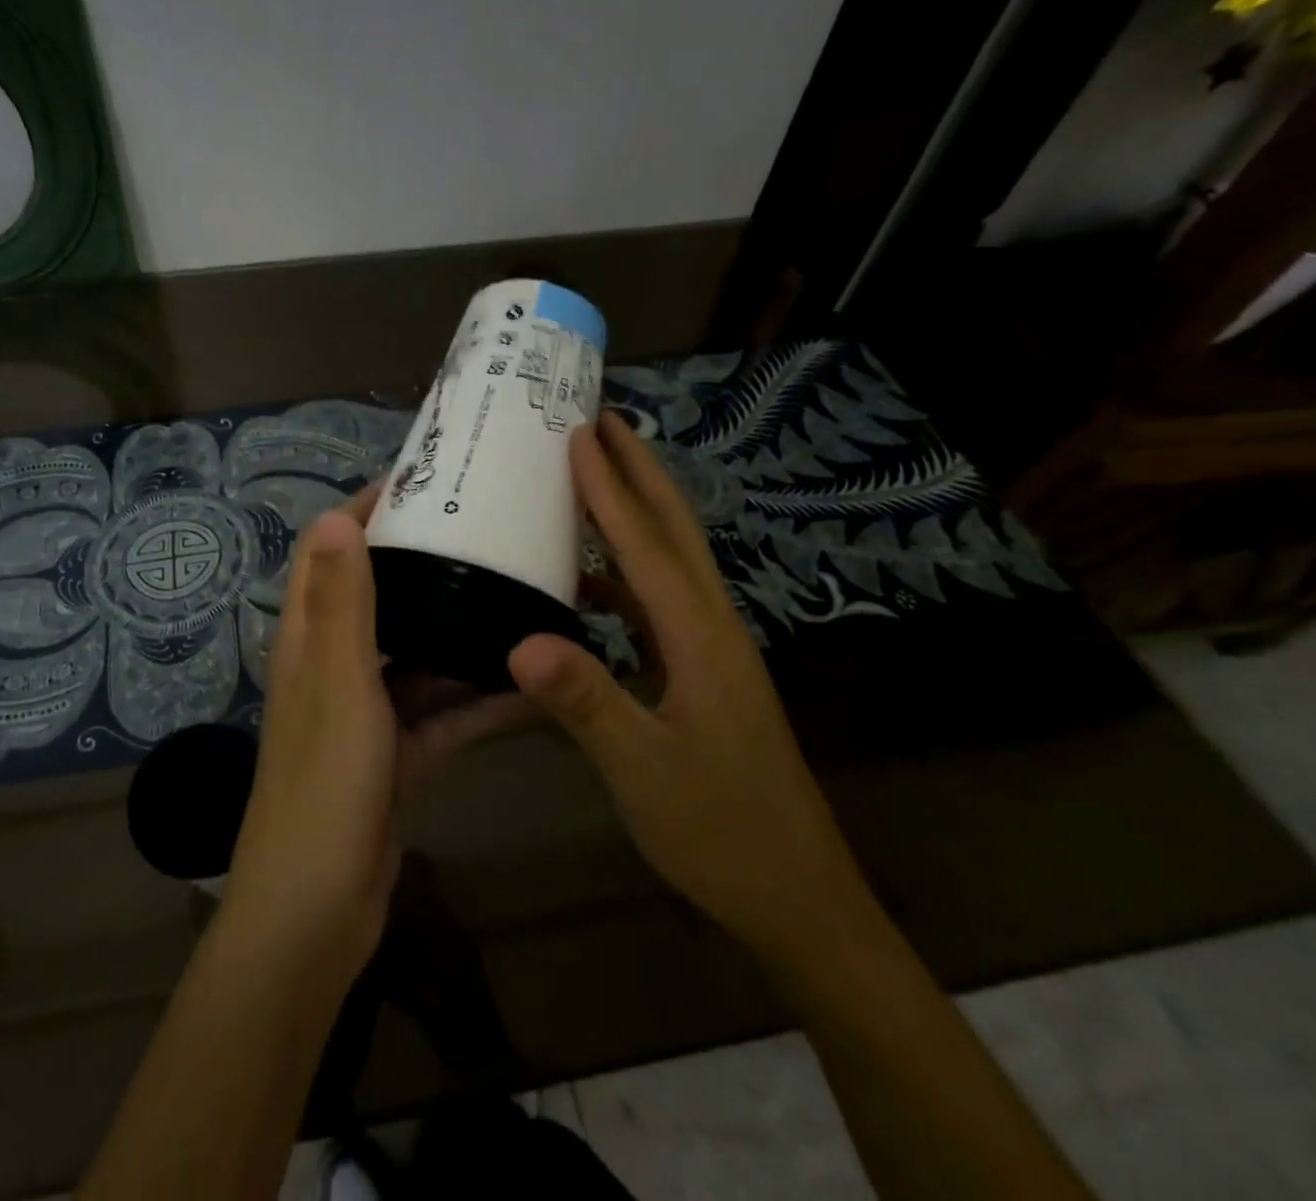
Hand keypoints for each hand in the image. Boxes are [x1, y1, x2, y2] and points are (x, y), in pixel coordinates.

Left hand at [219, 487, 529, 975]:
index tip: (424, 481)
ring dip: (459, 628)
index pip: (328, 550)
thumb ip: (341, 604)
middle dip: (425, 559)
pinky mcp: (399, 753)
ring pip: (419, 652)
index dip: (366, 509)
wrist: (317, 913)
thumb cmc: (323, 787)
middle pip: (380, 593)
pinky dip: (479, 698)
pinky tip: (531, 679)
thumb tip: (338, 515)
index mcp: (309, 637)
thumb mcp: (338, 684)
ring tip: (520, 590)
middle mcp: (336, 664)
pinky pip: (445, 711)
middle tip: (490, 529)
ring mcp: (369, 710)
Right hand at [508, 412, 870, 960]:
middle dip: (639, 471)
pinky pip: (658, 600)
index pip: (645, 544)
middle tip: (601, 421)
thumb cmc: (719, 830)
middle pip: (674, 531)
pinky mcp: (702, 673)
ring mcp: (711, 650)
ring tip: (593, 477)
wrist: (795, 895)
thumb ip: (586, 702)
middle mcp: (711, 627)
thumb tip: (520, 639)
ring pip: (670, 560)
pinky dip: (624, 571)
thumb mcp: (644, 771)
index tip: (578, 432)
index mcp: (700, 637)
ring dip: (635, 512)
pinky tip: (589, 581)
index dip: (609, 487)